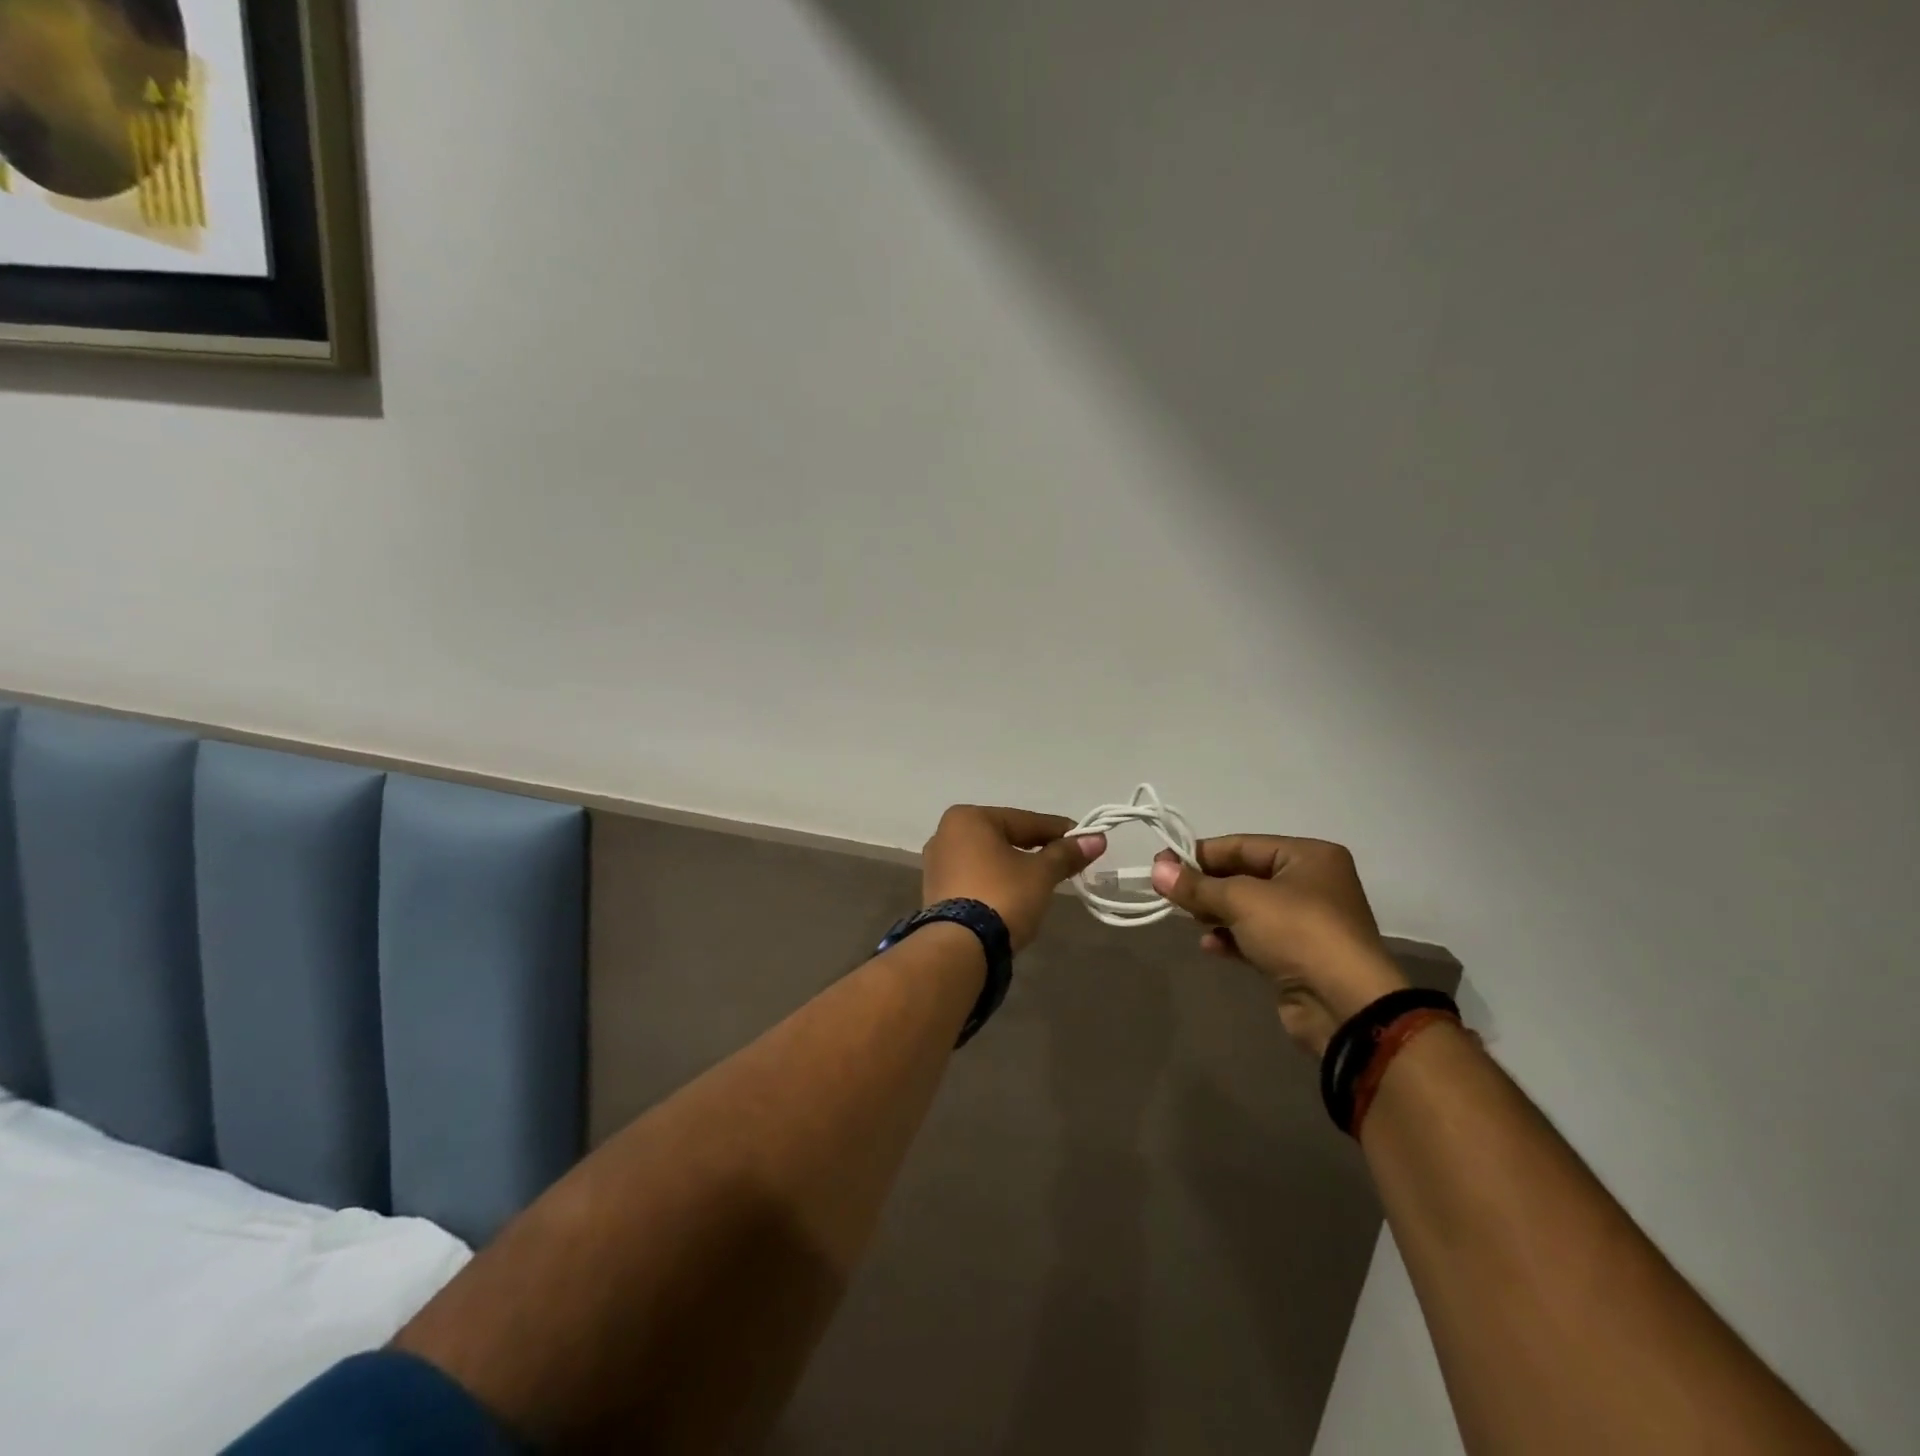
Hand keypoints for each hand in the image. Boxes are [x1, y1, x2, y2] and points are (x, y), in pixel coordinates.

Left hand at [922, 806, 1105, 952]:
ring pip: (988, 859)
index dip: (1059, 832)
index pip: (1025, 821)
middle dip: (1036, 849)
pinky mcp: (935, 892)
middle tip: (1067, 861)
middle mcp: (946, 834)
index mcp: (968, 818)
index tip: (1086, 840)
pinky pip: (975, 877)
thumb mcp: (1040, 874)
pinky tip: (1015, 895)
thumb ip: (1066, 854)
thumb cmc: (1002, 896)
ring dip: (1015, 866)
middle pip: (1004, 837)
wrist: (960, 948)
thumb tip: (1098, 839)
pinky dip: (996, 882)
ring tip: (1043, 881)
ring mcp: (937, 864)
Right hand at [1150, 836, 1409, 1054]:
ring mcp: (1307, 922)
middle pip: (1244, 875)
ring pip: (1248, 908)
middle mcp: (1312, 883)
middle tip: (1168, 893)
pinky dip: (1231, 938)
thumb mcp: (1241, 900)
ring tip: (1189, 919)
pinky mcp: (1299, 955)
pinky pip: (1256, 937)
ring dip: (1216, 912)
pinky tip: (1209, 945)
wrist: (1345, 1005)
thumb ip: (1196, 885)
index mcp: (1308, 856)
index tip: (1161, 865)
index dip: (1199, 854)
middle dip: (1206, 885)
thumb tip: (1156, 870)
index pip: (1242, 845)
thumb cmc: (1297, 932)